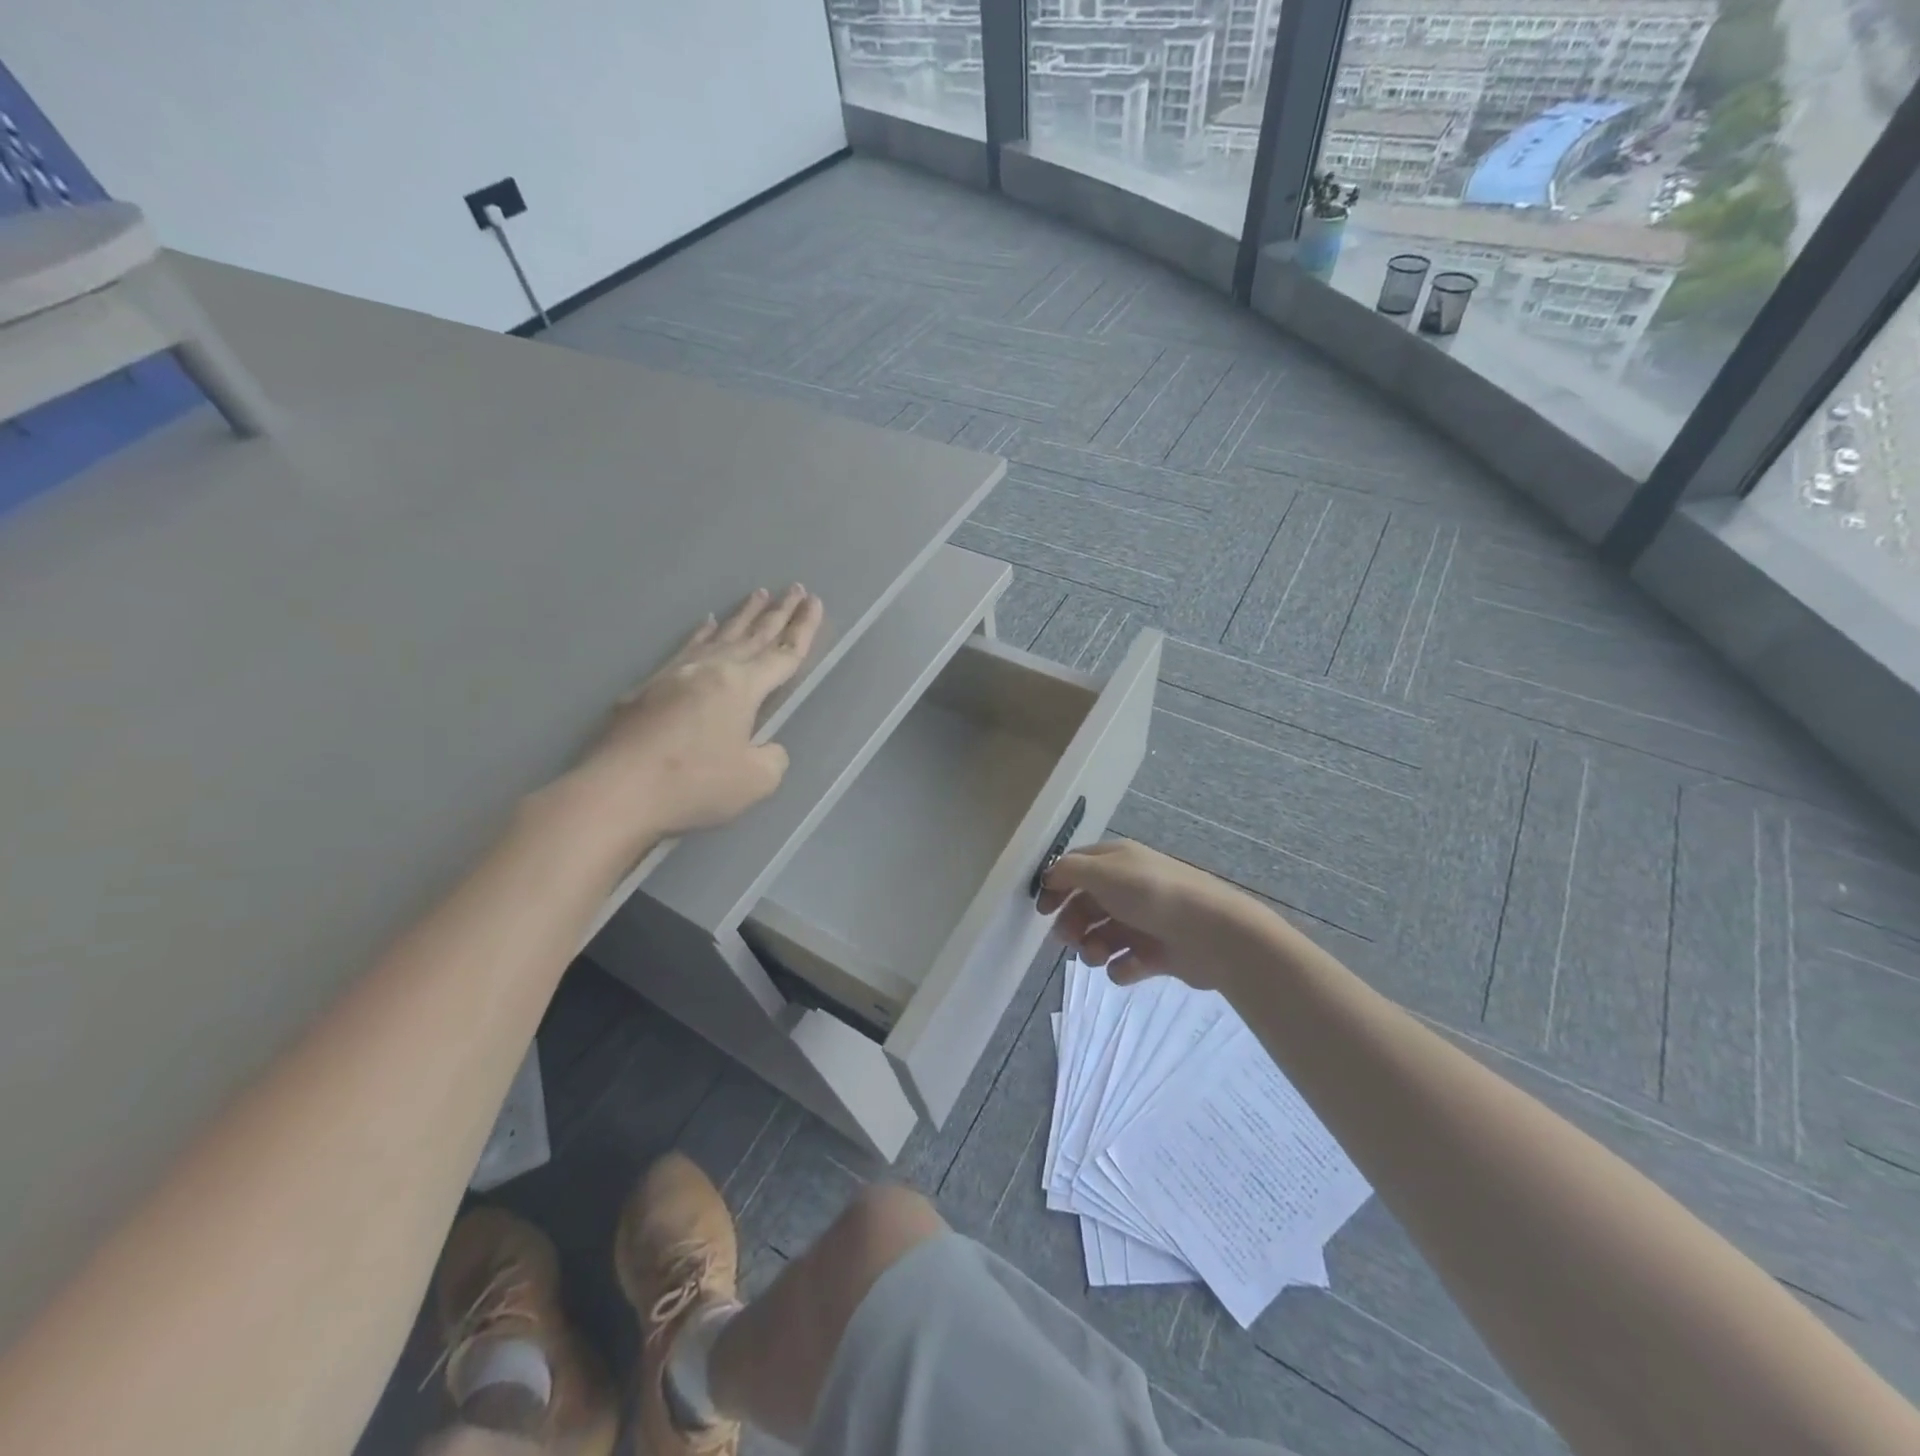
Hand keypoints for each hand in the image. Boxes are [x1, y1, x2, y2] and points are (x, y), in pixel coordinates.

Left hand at [556, 585, 823, 851]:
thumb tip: (764, 746)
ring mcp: (676, 675)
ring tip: (759, 594)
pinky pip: (686, 649)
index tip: (815, 602)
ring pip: (719, 636)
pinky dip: (701, 635)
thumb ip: (772, 757)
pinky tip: (705, 625)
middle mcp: (711, 670)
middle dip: (779, 612)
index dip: (804, 629)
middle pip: (753, 635)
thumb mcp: (755, 780)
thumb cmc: (693, 784)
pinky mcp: (648, 688)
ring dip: (742, 615)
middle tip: (796, 588)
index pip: (783, 653)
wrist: (618, 790)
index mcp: (741, 687)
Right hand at [1039, 839, 1288, 990]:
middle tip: (1068, 939)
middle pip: (1087, 904)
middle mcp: (1129, 887)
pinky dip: (1122, 967)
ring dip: (1091, 948)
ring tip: (1097, 955)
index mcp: (1118, 861)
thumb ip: (1069, 871)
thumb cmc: (1151, 894)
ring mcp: (1144, 921)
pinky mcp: (1158, 953)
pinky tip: (1128, 967)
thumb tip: (1049, 876)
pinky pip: (1126, 962)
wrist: (1212, 933)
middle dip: (1072, 923)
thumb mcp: (1104, 872)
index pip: (1077, 867)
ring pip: (1102, 935)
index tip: (1042, 910)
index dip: (1057, 886)